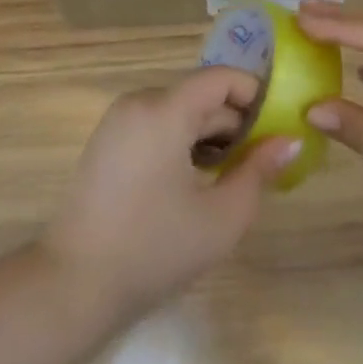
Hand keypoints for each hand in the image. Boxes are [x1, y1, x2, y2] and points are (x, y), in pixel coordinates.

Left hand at [41, 67, 301, 320]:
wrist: (72, 285)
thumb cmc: (154, 249)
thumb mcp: (221, 217)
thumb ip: (259, 171)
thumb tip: (290, 140)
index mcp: (165, 109)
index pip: (221, 78)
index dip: (255, 93)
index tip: (280, 123)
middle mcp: (140, 102)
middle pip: (200, 96)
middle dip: (235, 122)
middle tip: (263, 159)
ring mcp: (119, 120)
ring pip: (179, 111)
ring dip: (210, 134)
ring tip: (232, 174)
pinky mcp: (108, 141)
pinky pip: (157, 125)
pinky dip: (183, 141)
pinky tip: (196, 180)